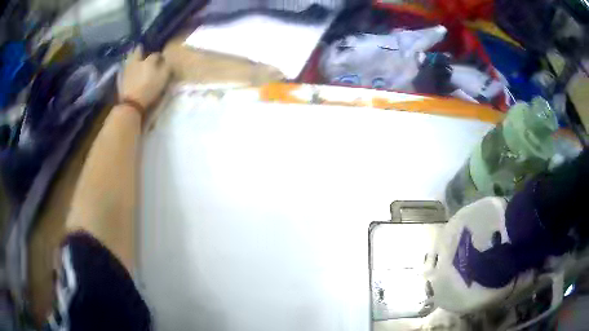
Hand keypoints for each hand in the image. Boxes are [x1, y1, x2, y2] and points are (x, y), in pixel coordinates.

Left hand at [119, 46, 170, 112]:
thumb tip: (168, 61)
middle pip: (138, 51)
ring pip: (130, 58)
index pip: (156, 54)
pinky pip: (125, 68)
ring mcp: (128, 69)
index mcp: (149, 61)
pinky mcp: (121, 78)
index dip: (160, 56)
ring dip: (133, 56)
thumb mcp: (163, 79)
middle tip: (142, 49)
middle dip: (141, 49)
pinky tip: (129, 68)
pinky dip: (127, 66)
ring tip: (135, 58)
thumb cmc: (150, 90)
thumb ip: (167, 68)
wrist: (132, 103)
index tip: (162, 59)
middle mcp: (138, 61)